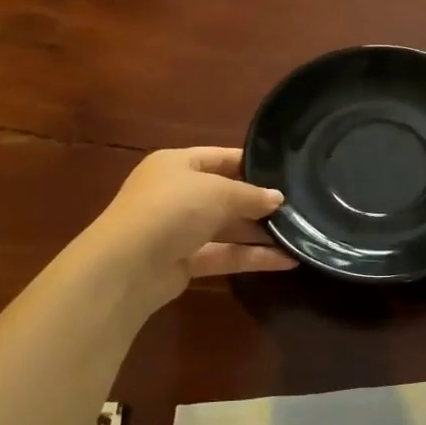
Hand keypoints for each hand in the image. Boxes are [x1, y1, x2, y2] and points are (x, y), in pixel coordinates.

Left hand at [79, 147, 294, 311]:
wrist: (127, 266)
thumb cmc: (172, 209)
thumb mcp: (217, 192)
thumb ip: (251, 195)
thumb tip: (278, 199)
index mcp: (177, 164)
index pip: (220, 158)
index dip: (252, 165)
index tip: (285, 173)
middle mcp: (176, 193)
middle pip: (225, 195)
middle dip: (258, 203)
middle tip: (298, 208)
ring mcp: (178, 229)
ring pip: (226, 228)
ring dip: (259, 233)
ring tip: (299, 235)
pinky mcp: (183, 262)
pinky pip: (223, 255)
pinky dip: (251, 257)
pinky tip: (285, 260)